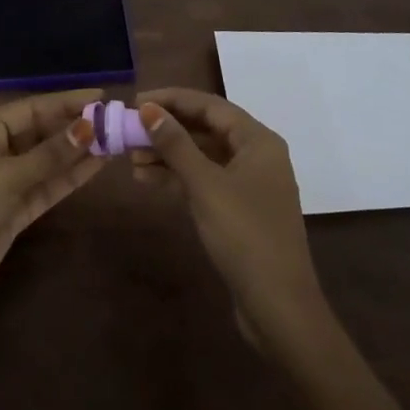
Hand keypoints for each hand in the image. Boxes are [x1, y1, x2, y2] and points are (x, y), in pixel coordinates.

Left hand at [0, 89, 101, 329]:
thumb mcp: (8, 175)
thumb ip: (51, 154)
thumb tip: (90, 126)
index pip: (32, 108)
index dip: (66, 102)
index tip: (101, 96)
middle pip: (41, 133)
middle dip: (75, 127)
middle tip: (115, 120)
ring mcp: (5, 183)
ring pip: (48, 161)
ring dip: (77, 152)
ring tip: (114, 141)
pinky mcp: (13, 212)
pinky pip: (46, 187)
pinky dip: (69, 177)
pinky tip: (96, 167)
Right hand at [132, 88, 328, 348]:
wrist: (279, 309)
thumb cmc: (245, 236)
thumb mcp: (206, 185)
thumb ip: (176, 144)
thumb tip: (148, 109)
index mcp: (258, 140)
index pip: (209, 105)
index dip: (172, 99)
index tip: (137, 101)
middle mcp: (256, 155)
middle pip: (205, 129)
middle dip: (167, 128)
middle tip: (130, 129)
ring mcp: (249, 184)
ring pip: (202, 156)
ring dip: (168, 154)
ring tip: (131, 158)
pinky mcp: (239, 211)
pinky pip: (204, 180)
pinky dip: (178, 178)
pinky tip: (148, 180)